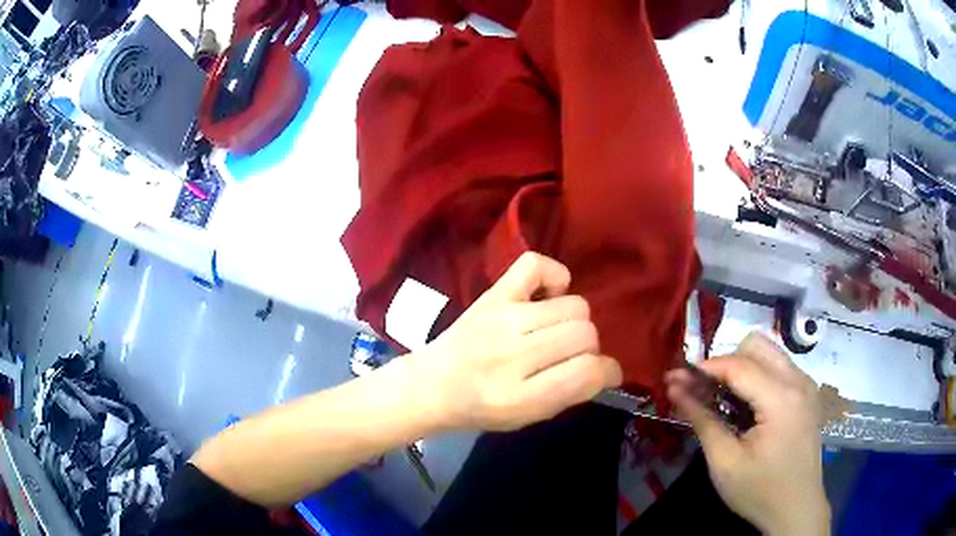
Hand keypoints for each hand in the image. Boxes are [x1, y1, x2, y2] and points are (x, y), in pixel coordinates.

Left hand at [409, 252, 622, 431]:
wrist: (432, 383)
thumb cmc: (482, 408)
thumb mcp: (528, 417)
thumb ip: (569, 395)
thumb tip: (606, 369)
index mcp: (521, 397)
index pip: (588, 372)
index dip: (607, 372)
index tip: (603, 374)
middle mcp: (512, 355)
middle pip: (585, 334)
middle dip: (588, 348)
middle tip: (570, 355)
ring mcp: (502, 319)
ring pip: (574, 305)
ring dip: (574, 320)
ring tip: (555, 330)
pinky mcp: (493, 295)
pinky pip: (536, 265)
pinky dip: (553, 276)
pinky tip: (548, 296)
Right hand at [665, 333, 830, 535]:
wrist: (797, 509)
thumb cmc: (759, 491)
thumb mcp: (724, 462)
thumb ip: (702, 420)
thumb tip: (675, 388)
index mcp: (781, 398)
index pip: (738, 364)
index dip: (704, 368)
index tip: (676, 378)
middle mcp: (798, 380)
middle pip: (756, 345)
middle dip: (726, 363)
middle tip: (705, 392)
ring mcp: (806, 385)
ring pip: (769, 353)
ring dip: (742, 368)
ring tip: (724, 400)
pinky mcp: (808, 394)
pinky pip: (779, 367)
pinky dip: (758, 377)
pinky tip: (748, 408)